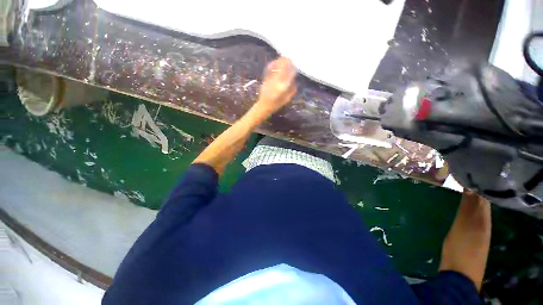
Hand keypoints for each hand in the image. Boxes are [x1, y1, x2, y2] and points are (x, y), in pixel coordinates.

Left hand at [254, 57, 296, 115]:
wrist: (264, 106)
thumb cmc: (276, 104)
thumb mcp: (286, 99)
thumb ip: (292, 90)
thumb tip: (295, 82)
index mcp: (283, 87)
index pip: (290, 74)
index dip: (293, 69)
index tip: (296, 66)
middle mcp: (277, 81)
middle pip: (283, 68)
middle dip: (287, 62)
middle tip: (290, 58)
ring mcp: (270, 79)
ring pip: (276, 67)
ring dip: (280, 61)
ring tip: (284, 58)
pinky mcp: (266, 79)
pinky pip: (270, 69)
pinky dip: (273, 64)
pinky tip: (275, 62)